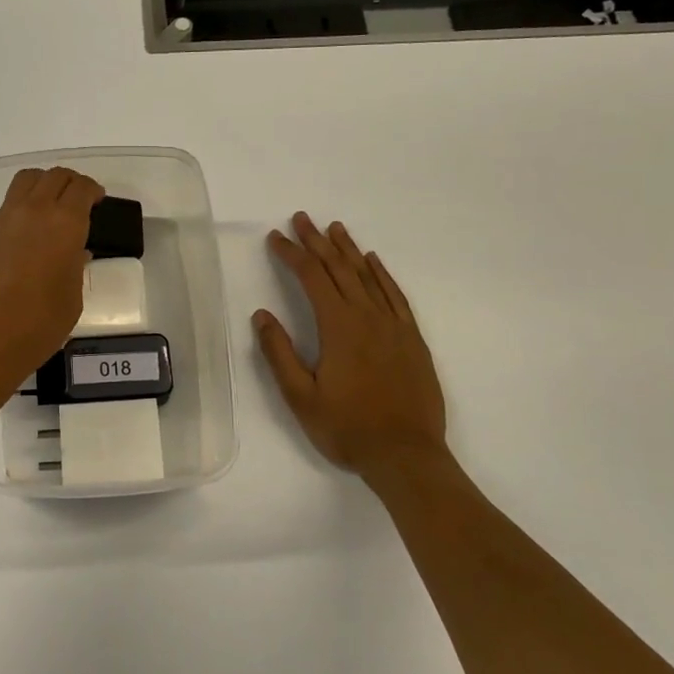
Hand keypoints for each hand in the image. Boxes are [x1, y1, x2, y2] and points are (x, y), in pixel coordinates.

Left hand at [0, 166, 104, 390]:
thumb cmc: (37, 324)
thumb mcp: (72, 298)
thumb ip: (75, 267)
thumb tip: (74, 252)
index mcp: (64, 223)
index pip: (81, 188)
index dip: (93, 191)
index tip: (99, 202)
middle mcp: (33, 212)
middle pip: (54, 176)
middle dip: (71, 183)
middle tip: (81, 202)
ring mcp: (4, 220)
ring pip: (26, 181)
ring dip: (44, 185)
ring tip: (53, 209)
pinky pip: (9, 205)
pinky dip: (24, 206)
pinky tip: (30, 234)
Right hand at [254, 213, 446, 475]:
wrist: (406, 455)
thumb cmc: (347, 428)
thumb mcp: (300, 397)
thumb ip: (279, 353)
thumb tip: (261, 315)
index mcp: (338, 327)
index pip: (311, 278)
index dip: (291, 254)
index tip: (275, 237)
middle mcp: (367, 316)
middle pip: (339, 268)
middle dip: (317, 241)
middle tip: (301, 218)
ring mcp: (394, 326)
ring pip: (368, 276)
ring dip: (349, 249)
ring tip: (334, 228)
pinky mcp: (412, 339)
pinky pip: (395, 295)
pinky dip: (382, 274)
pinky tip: (374, 262)